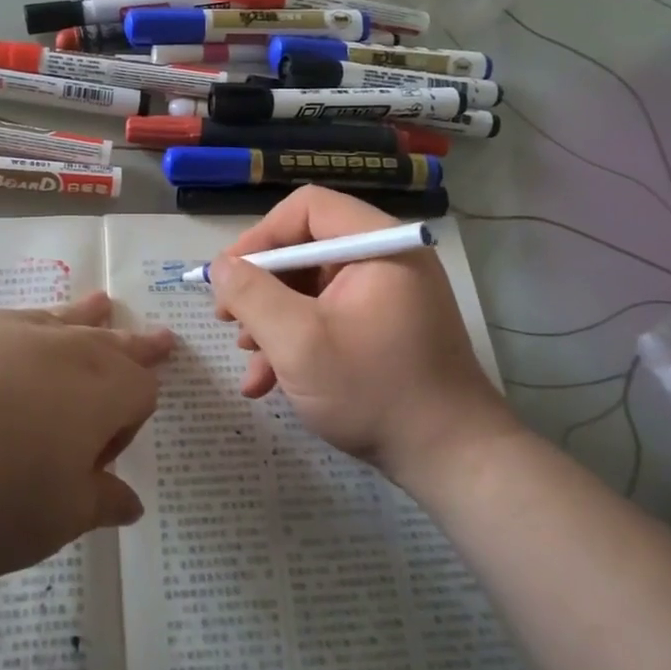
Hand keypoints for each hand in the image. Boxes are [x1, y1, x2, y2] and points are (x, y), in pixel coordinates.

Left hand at [0, 293, 172, 589]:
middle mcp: (55, 345)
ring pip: (58, 318)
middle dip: (135, 346)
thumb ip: (92, 506)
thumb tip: (129, 501)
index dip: (129, 429)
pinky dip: (16, 332)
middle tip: (161, 340)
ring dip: (84, 319)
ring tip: (101, 307)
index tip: (94, 469)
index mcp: (95, 390)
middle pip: (110, 342)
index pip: (140, 393)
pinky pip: (1, 323)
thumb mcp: (42, 525)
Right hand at [209, 187, 514, 479]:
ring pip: (311, 288)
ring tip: (246, 357)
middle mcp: (386, 260)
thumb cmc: (373, 391)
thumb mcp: (298, 342)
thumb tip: (220, 266)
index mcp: (379, 245)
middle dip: (261, 287)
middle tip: (226, 319)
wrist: (450, 460)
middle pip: (306, 249)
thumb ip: (251, 295)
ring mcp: (387, 297)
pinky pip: (328, 317)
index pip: (308, 208)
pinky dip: (295, 342)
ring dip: (272, 321)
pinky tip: (267, 381)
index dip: (260, 236)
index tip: (227, 276)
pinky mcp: (383, 329)